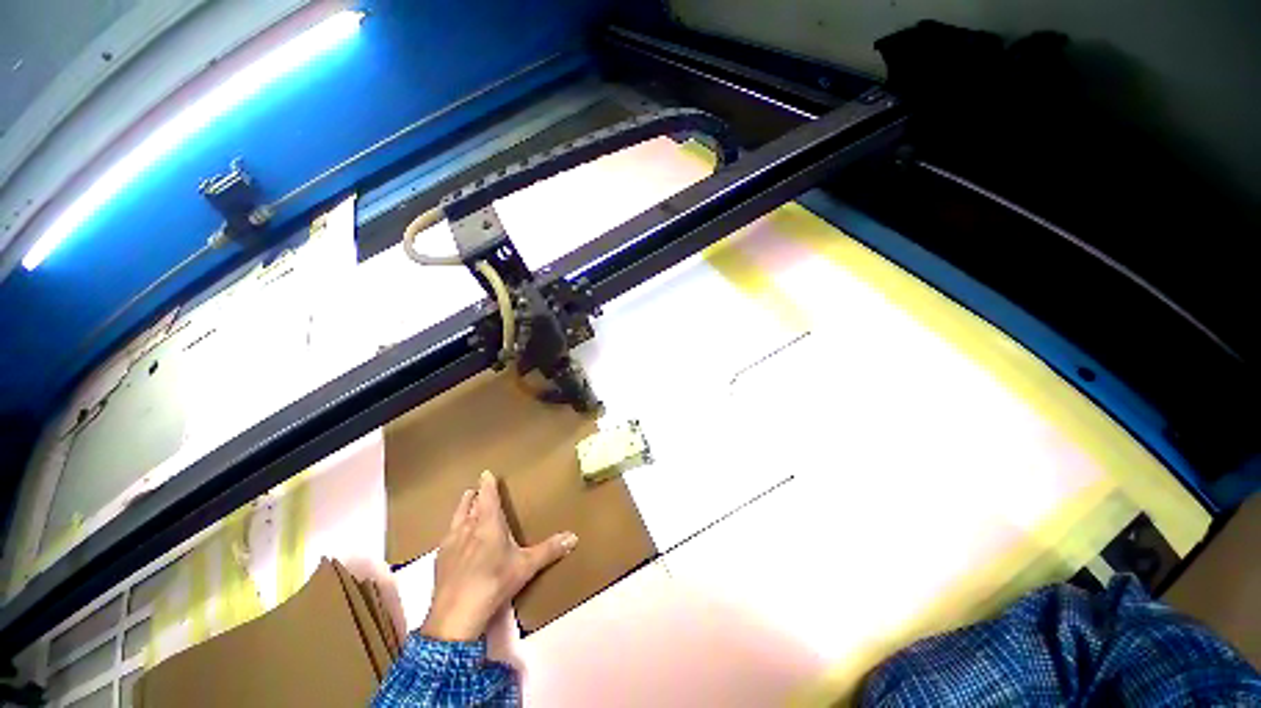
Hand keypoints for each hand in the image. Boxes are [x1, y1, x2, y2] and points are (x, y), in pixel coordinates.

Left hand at [421, 471, 576, 641]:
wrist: (456, 614)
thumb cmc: (495, 582)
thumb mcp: (526, 566)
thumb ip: (549, 550)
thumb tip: (574, 536)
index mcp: (488, 523)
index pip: (487, 496)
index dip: (487, 484)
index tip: (485, 473)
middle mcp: (467, 528)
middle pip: (469, 505)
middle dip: (474, 495)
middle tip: (475, 488)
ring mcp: (450, 544)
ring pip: (456, 519)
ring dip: (461, 509)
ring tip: (464, 503)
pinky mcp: (439, 561)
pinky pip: (446, 537)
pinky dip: (452, 531)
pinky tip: (451, 539)